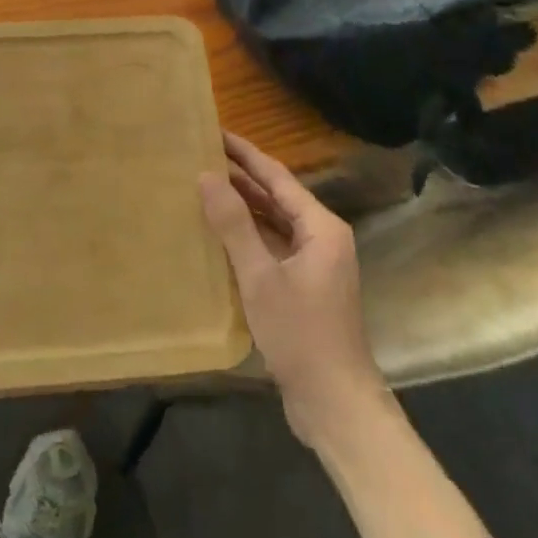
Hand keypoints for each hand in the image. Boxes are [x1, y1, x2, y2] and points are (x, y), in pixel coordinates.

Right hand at [199, 132, 388, 449]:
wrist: (336, 406)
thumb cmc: (301, 335)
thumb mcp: (261, 277)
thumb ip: (234, 224)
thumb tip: (207, 175)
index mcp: (320, 227)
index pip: (276, 176)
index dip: (245, 153)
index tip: (215, 131)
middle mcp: (322, 237)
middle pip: (277, 195)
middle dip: (241, 176)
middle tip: (202, 155)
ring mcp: (316, 263)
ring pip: (274, 221)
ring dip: (243, 205)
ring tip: (205, 186)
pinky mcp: (305, 286)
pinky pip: (273, 245)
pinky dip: (249, 235)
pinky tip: (220, 233)